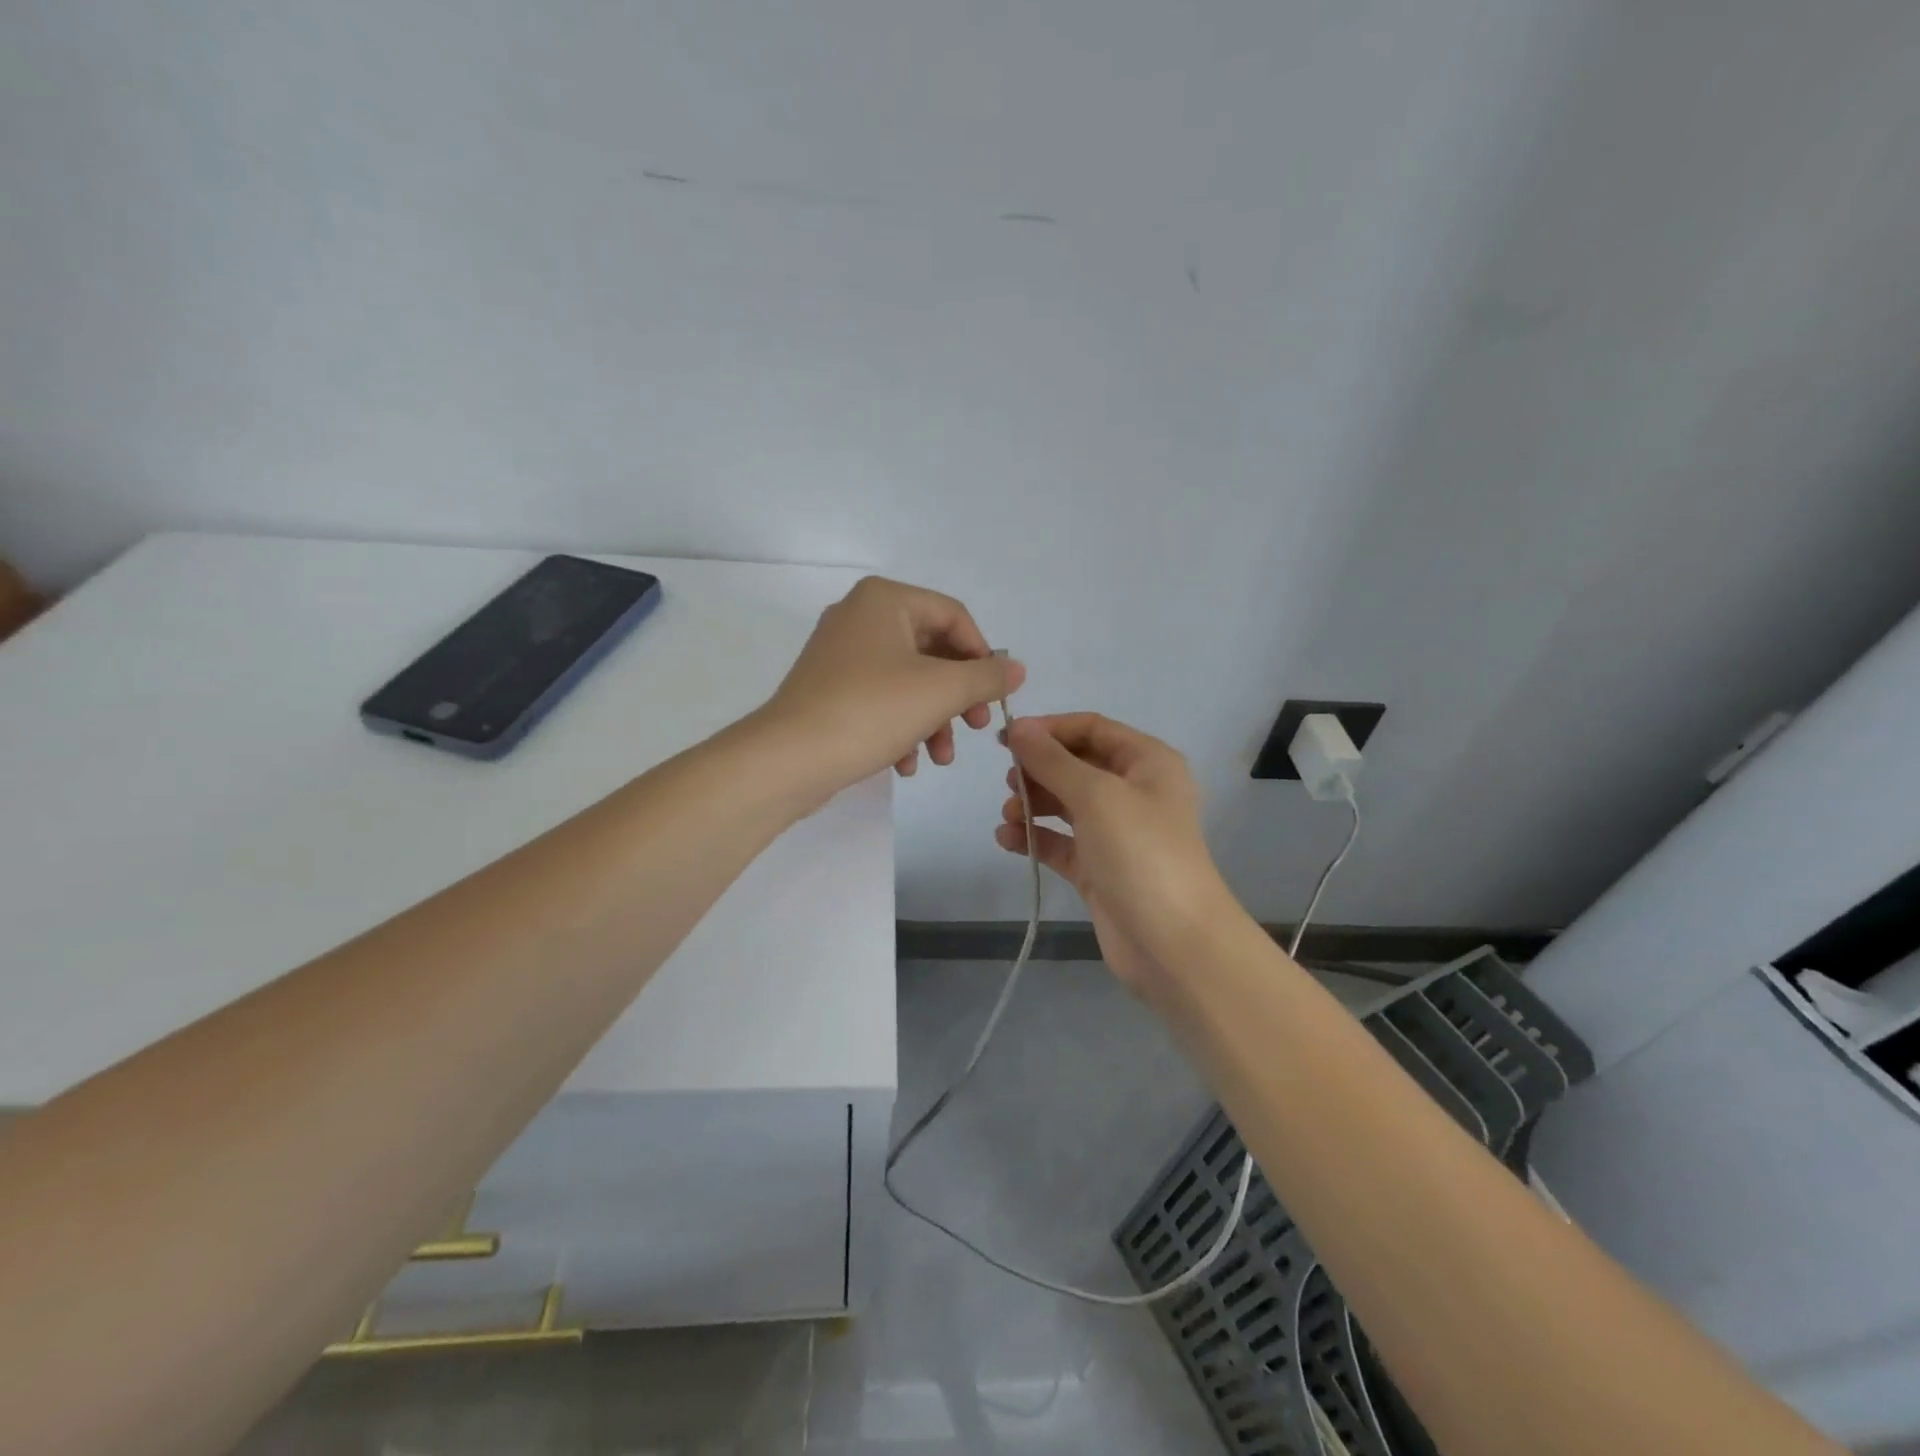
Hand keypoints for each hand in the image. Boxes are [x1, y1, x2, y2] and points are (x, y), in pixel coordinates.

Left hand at [763, 576, 1023, 793]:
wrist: (789, 758)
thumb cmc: (871, 711)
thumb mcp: (942, 691)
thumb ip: (986, 676)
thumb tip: (1016, 669)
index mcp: (885, 600)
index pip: (954, 616)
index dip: (983, 656)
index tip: (994, 697)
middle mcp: (860, 617)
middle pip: (932, 651)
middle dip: (958, 697)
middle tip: (976, 727)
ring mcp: (840, 655)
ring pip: (908, 681)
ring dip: (933, 720)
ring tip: (941, 758)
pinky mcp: (829, 690)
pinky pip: (880, 700)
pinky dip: (901, 728)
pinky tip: (906, 765)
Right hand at [994, 714, 1236, 995]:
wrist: (1174, 943)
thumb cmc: (1141, 853)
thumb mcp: (1096, 795)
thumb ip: (1052, 760)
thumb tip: (1018, 726)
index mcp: (1147, 762)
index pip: (1092, 729)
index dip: (1049, 729)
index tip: (1006, 739)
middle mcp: (1134, 791)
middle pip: (1076, 765)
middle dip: (1039, 770)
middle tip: (1008, 781)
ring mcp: (1116, 832)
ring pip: (1066, 805)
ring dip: (1033, 804)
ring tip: (1008, 815)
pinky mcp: (1099, 868)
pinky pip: (1060, 842)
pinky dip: (1034, 838)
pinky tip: (1005, 839)